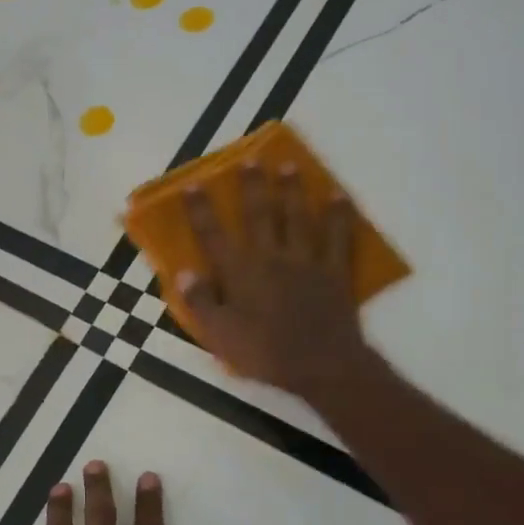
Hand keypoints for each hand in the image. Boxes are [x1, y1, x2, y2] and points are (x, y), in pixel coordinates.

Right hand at [178, 161, 378, 401]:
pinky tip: (338, 196)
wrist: (321, 366)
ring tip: (288, 165)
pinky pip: (338, 236)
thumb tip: (183, 271)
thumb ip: (200, 302)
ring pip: (297, 216)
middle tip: (249, 159)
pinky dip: (339, 214)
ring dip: (292, 189)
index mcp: (239, 272)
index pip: (213, 235)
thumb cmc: (264, 352)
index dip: (201, 209)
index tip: (193, 184)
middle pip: (258, 213)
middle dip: (251, 185)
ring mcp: (305, 260)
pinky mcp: (334, 270)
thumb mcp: (219, 335)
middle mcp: (270, 256)